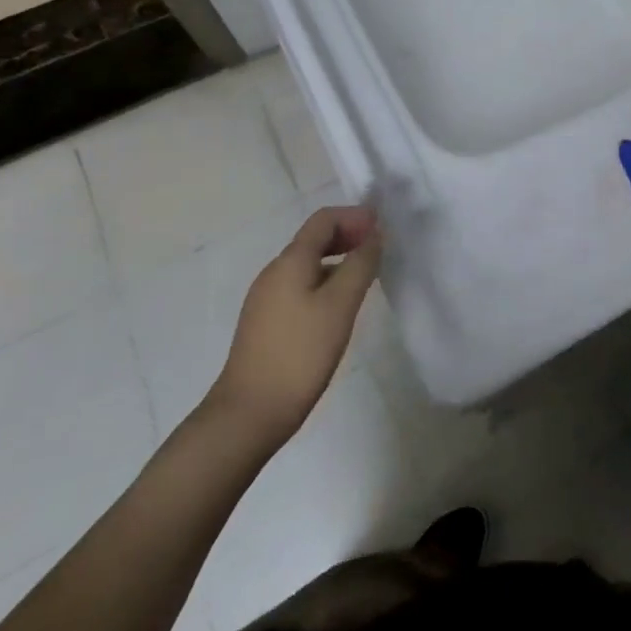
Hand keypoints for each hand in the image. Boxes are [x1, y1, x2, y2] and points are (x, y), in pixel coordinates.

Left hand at [203, 204, 381, 450]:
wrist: (249, 414)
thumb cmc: (300, 353)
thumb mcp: (340, 305)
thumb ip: (361, 264)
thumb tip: (374, 235)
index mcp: (290, 261)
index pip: (324, 219)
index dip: (355, 216)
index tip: (382, 229)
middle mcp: (274, 272)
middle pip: (314, 239)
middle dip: (348, 236)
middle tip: (379, 250)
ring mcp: (266, 298)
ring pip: (308, 264)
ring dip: (339, 260)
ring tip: (365, 278)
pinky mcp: (266, 322)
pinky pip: (300, 286)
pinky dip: (325, 281)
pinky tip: (339, 306)